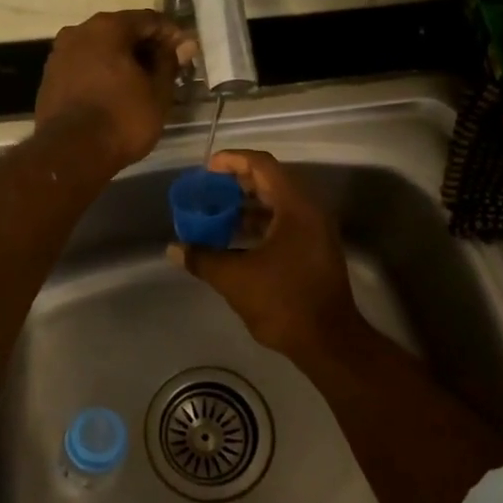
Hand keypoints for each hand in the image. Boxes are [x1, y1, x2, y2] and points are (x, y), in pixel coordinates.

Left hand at [34, 10, 188, 170]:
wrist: (71, 154)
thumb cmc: (122, 119)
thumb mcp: (158, 92)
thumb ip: (169, 63)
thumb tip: (181, 46)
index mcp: (107, 27)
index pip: (148, 19)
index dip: (171, 34)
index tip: (186, 52)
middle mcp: (79, 31)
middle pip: (121, 31)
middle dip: (145, 47)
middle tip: (166, 68)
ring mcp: (59, 55)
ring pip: (100, 50)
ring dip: (122, 61)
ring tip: (142, 83)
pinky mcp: (50, 78)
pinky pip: (85, 67)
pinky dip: (103, 74)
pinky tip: (116, 93)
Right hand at [167, 149, 366, 359]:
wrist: (328, 341)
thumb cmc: (283, 302)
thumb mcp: (235, 279)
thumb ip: (203, 258)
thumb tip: (174, 249)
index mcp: (296, 207)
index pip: (263, 166)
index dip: (233, 160)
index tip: (207, 167)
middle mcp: (310, 212)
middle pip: (271, 181)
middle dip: (237, 183)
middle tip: (208, 190)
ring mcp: (315, 232)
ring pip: (278, 204)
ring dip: (247, 205)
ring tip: (216, 213)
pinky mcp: (314, 250)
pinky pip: (284, 223)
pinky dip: (259, 224)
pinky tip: (235, 238)